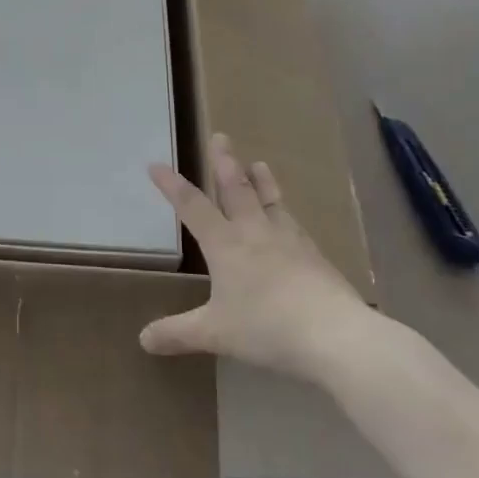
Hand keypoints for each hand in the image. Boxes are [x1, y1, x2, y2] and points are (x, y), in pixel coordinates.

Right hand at [139, 133, 365, 381]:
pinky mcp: (315, 256)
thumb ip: (178, 333)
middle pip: (236, 189)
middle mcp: (255, 233)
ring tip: (259, 162)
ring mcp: (289, 241)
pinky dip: (285, 212)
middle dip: (224, 163)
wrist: (335, 335)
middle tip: (221, 137)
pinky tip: (289, 218)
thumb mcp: (215, 334)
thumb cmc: (266, 329)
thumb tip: (143, 340)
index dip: (172, 186)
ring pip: (270, 201)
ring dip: (261, 180)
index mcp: (225, 245)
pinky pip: (294, 224)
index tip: (156, 165)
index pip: (192, 207)